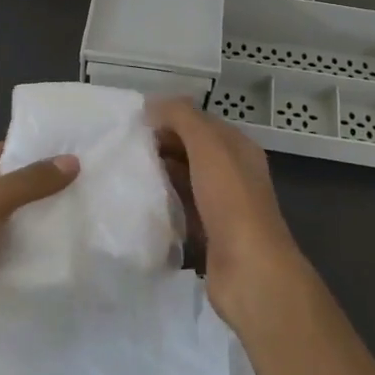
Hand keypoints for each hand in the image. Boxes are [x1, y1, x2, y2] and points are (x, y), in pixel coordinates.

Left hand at [0, 141, 78, 350]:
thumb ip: (29, 182)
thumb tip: (72, 162)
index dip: (30, 154)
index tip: (70, 157)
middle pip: (4, 187)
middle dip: (37, 189)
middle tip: (81, 186)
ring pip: (8, 220)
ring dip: (35, 221)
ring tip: (77, 214)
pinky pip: (6, 250)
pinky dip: (27, 250)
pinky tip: (58, 248)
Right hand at [146, 97, 304, 327]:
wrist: (249, 269)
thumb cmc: (230, 200)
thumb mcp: (208, 145)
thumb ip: (182, 117)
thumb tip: (153, 105)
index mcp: (238, 148)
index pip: (200, 122)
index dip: (170, 117)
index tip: (134, 123)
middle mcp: (233, 173)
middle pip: (192, 150)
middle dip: (162, 145)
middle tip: (126, 149)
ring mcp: (223, 206)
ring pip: (186, 180)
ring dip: (161, 175)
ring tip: (127, 173)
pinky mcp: (210, 235)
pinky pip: (182, 210)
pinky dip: (165, 205)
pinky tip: (141, 205)